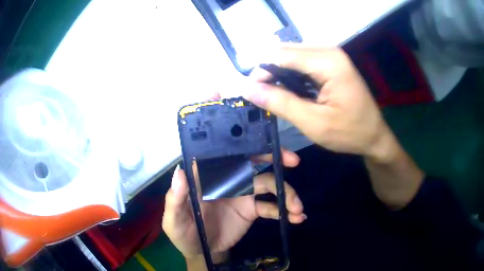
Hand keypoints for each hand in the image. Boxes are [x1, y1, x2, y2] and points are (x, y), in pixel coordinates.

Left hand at [162, 150, 304, 262]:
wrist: (202, 252)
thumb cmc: (183, 233)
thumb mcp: (173, 220)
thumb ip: (176, 198)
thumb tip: (180, 171)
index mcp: (207, 177)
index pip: (225, 154)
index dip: (244, 144)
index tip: (263, 143)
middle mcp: (227, 181)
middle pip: (252, 163)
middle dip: (274, 158)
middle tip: (293, 161)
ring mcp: (242, 195)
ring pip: (268, 185)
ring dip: (286, 193)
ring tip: (298, 208)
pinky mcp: (252, 210)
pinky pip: (271, 207)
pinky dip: (285, 211)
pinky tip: (298, 218)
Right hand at [245, 45, 396, 161]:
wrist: (374, 136)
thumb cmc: (349, 133)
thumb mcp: (313, 123)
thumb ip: (280, 103)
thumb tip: (248, 88)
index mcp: (328, 62)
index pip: (281, 55)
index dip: (261, 71)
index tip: (251, 92)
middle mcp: (328, 51)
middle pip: (285, 52)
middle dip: (269, 72)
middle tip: (263, 97)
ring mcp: (331, 55)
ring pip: (291, 56)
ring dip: (279, 74)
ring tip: (276, 97)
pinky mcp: (331, 62)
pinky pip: (302, 62)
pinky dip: (291, 75)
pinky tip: (291, 91)